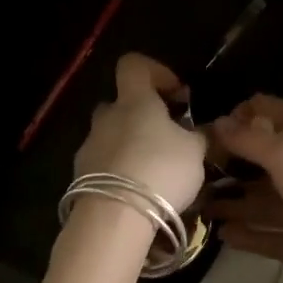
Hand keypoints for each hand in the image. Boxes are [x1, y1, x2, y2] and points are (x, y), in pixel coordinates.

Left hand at [73, 53, 207, 215]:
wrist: (114, 217)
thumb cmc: (160, 170)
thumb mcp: (196, 151)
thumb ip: (199, 135)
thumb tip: (202, 129)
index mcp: (134, 101)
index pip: (133, 65)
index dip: (155, 72)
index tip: (177, 95)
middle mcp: (106, 117)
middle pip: (121, 104)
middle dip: (142, 117)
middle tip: (167, 139)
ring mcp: (89, 147)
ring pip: (111, 136)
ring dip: (131, 147)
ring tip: (155, 173)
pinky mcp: (80, 176)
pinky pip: (103, 165)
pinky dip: (120, 172)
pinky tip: (139, 193)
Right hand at [202, 94, 282, 282]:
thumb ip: (250, 139)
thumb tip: (217, 123)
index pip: (282, 114)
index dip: (253, 112)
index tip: (219, 123)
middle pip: (268, 161)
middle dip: (235, 163)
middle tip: (199, 169)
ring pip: (266, 202)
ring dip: (235, 202)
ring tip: (201, 206)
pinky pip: (270, 236)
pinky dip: (248, 234)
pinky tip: (221, 234)